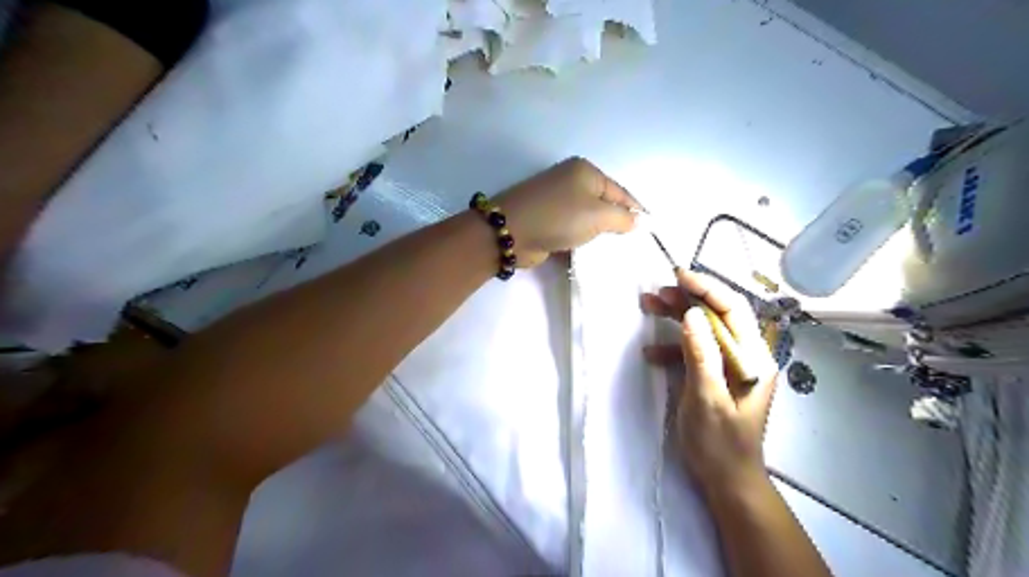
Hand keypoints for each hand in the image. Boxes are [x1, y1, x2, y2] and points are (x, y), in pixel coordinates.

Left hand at [493, 155, 641, 265]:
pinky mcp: (546, 220)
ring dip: (598, 235)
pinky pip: (572, 230)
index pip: (620, 191)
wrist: (511, 232)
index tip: (650, 230)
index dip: (636, 210)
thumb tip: (638, 221)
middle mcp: (571, 181)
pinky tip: (591, 255)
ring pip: (587, 219)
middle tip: (632, 245)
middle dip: (617, 224)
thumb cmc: (559, 217)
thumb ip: (623, 218)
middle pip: (603, 204)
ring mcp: (556, 201)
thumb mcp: (598, 215)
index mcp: (585, 171)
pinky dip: (581, 241)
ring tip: (614, 252)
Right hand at [640, 272, 774, 495]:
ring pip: (703, 329)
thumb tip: (690, 314)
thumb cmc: (720, 444)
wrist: (727, 480)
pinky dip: (672, 346)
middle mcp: (745, 356)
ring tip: (648, 306)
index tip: (678, 275)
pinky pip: (694, 350)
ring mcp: (729, 365)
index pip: (732, 310)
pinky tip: (651, 353)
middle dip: (687, 299)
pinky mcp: (714, 375)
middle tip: (656, 291)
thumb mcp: (707, 399)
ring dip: (676, 318)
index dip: (707, 288)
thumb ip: (701, 355)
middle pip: (717, 315)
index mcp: (753, 358)